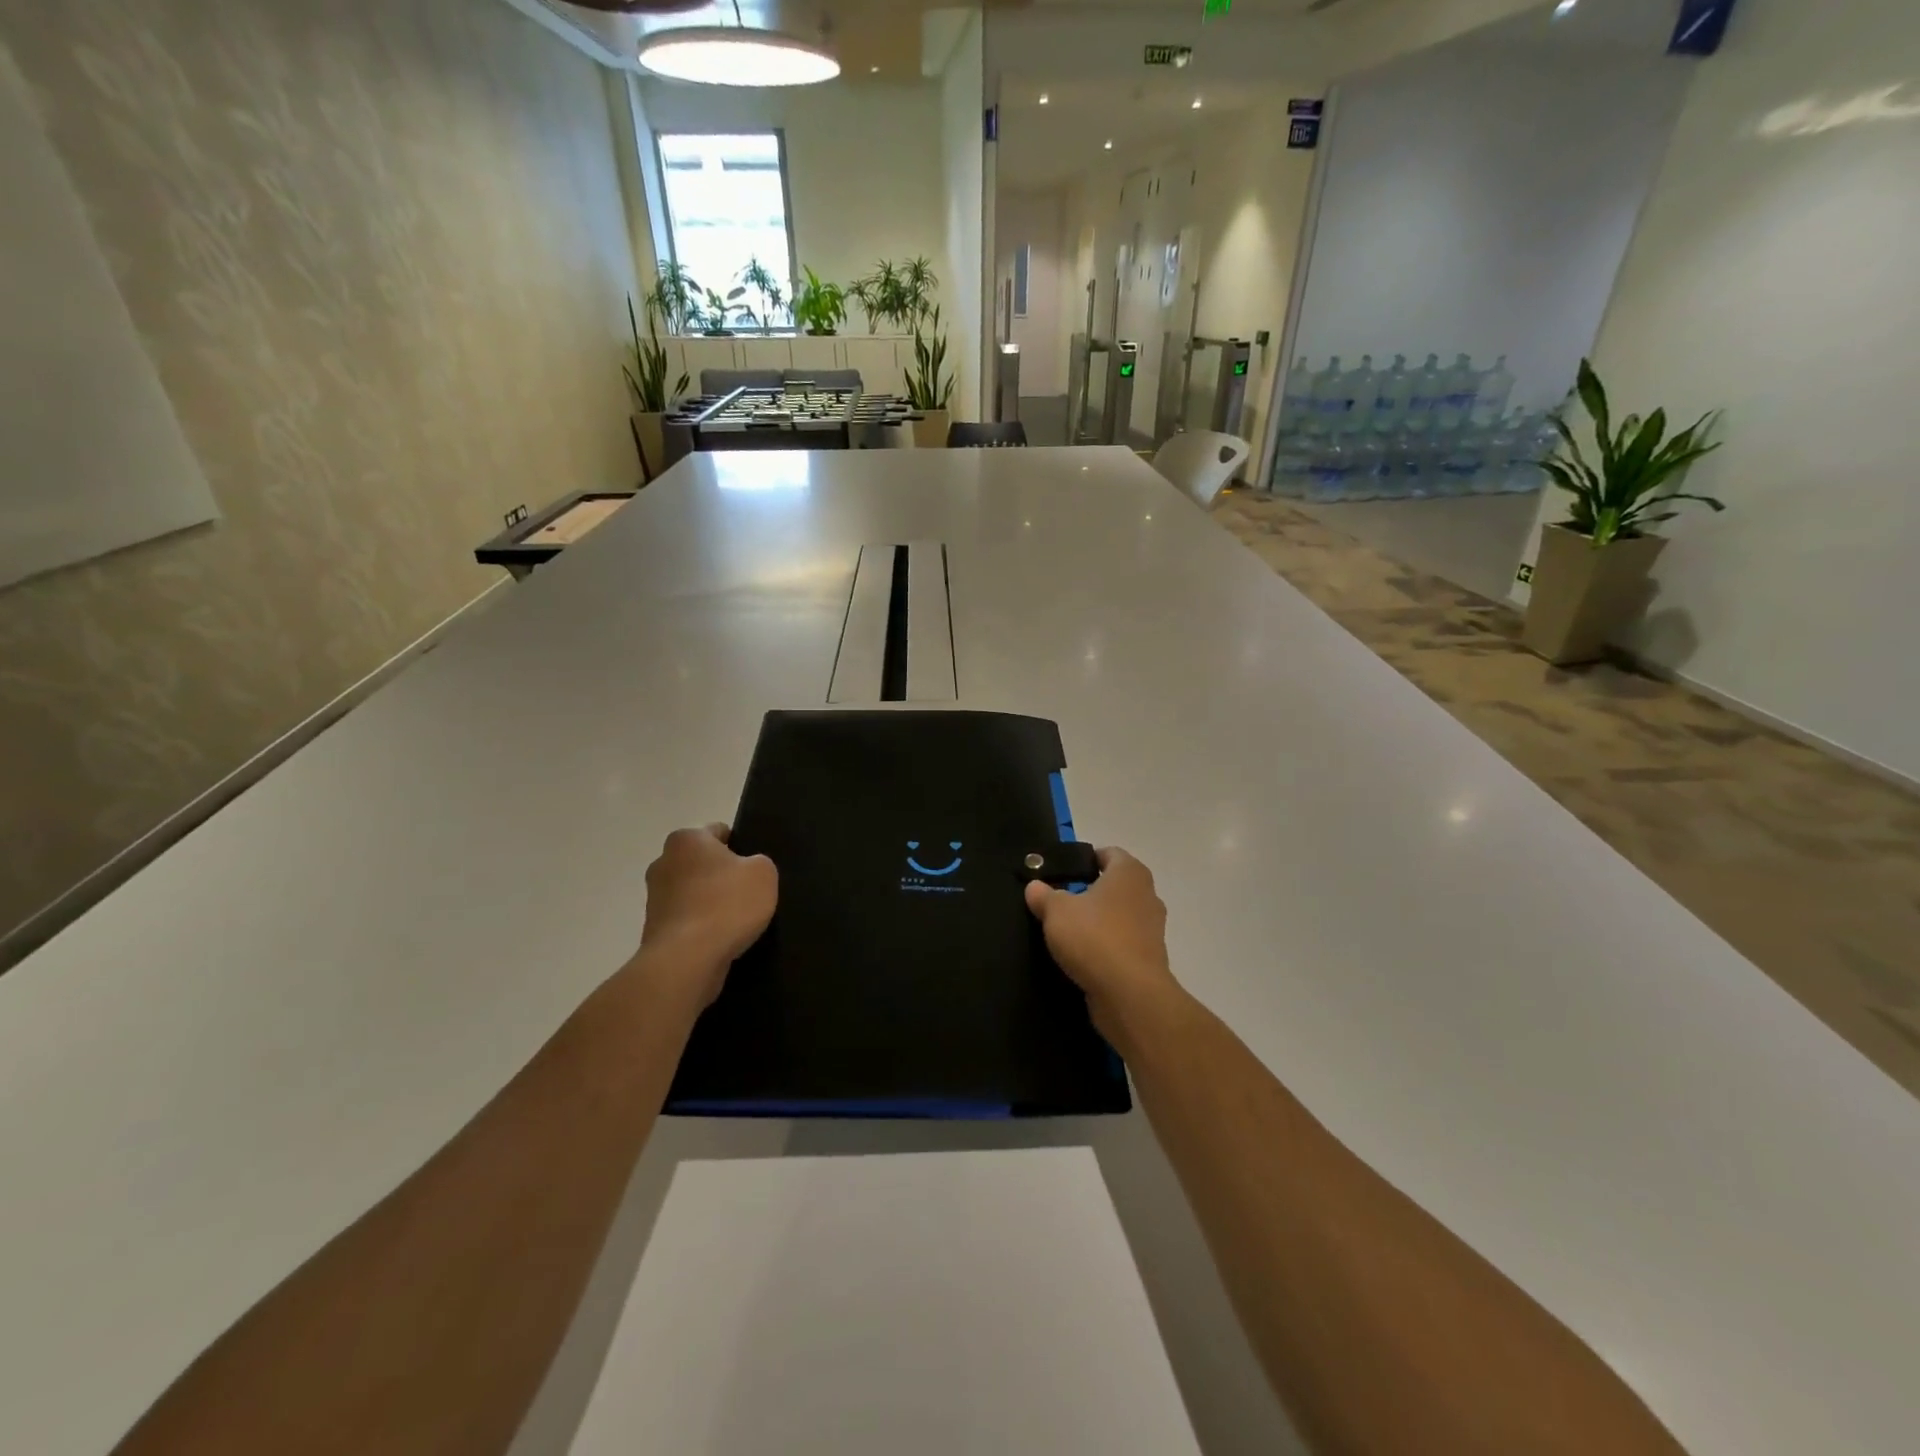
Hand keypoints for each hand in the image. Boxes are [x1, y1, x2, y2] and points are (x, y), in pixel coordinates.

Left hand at [638, 824, 776, 1006]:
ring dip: (709, 902)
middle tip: (747, 892)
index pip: (718, 832)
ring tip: (735, 921)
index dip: (739, 845)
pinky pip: (686, 920)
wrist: (687, 960)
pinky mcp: (653, 929)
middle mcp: (663, 862)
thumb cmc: (726, 905)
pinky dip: (700, 927)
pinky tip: (719, 939)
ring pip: (692, 892)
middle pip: (701, 863)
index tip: (753, 866)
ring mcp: (654, 898)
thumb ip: (758, 862)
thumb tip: (745, 870)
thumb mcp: (763, 873)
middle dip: (720, 875)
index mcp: (687, 839)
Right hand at [1024, 847, 1186, 1052]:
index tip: (1063, 871)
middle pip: (1115, 885)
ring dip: (1099, 921)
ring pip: (1120, 916)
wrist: (1129, 994)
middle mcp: (1147, 895)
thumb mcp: (1056, 911)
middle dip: (1091, 891)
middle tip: (1061, 900)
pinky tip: (1083, 957)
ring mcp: (1152, 929)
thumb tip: (1034, 886)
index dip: (1086, 858)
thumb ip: (1044, 895)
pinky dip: (1106, 947)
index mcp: (1129, 873)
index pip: (1109, 853)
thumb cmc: (1094, 937)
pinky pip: (1123, 943)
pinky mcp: (1149, 959)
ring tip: (1068, 931)